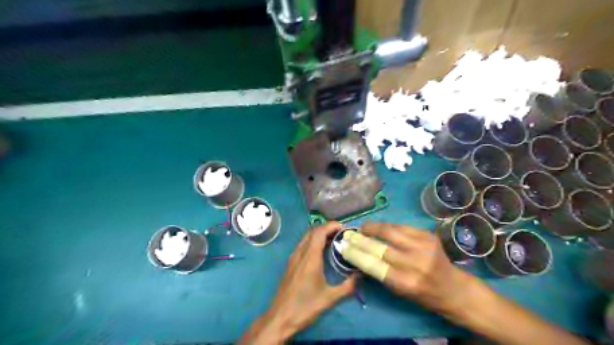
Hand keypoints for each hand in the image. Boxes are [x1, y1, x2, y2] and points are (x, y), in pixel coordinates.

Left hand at [239, 223, 357, 343]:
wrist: (280, 318)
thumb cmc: (305, 307)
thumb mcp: (330, 298)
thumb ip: (348, 286)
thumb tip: (360, 275)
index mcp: (310, 257)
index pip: (319, 232)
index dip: (331, 226)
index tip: (344, 228)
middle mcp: (300, 253)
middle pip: (313, 231)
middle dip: (327, 228)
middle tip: (341, 234)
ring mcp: (294, 258)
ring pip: (307, 237)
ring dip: (320, 234)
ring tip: (334, 240)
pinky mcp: (291, 264)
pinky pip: (303, 245)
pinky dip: (313, 242)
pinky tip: (321, 252)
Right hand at [361, 223, 470, 316]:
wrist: (452, 287)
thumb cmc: (423, 294)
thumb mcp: (399, 291)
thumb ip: (380, 273)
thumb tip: (358, 256)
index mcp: (406, 282)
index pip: (374, 265)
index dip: (356, 254)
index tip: (344, 246)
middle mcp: (415, 263)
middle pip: (380, 246)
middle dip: (362, 238)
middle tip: (351, 234)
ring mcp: (424, 246)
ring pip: (391, 230)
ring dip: (374, 227)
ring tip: (365, 227)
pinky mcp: (428, 235)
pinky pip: (402, 226)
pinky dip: (388, 226)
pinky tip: (381, 227)